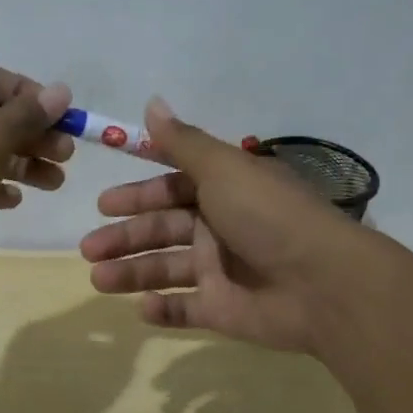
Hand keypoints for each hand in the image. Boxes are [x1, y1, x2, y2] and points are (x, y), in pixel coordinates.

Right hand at [78, 98, 367, 352]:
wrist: (323, 284)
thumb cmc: (268, 217)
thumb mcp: (223, 169)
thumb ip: (183, 142)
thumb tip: (152, 102)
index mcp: (224, 191)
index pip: (172, 189)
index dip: (138, 195)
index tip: (103, 204)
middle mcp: (221, 228)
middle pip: (162, 230)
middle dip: (124, 237)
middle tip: (88, 247)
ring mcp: (222, 271)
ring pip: (166, 269)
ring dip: (131, 272)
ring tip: (98, 279)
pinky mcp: (224, 311)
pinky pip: (186, 309)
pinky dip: (163, 309)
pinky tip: (141, 307)